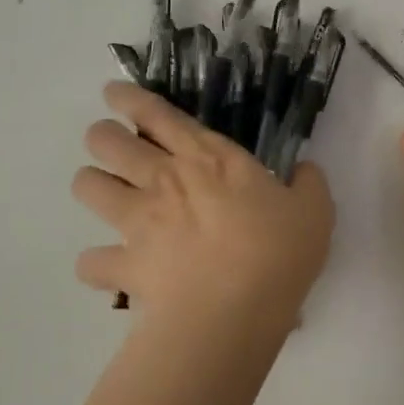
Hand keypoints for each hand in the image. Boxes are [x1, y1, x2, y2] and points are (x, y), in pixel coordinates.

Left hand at [73, 82, 334, 344]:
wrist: (235, 311)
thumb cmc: (277, 252)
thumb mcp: (315, 211)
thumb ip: (309, 183)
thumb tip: (305, 170)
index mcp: (208, 157)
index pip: (158, 113)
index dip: (130, 98)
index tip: (113, 93)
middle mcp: (163, 179)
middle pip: (108, 142)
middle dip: (102, 137)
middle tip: (112, 145)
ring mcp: (138, 221)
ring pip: (88, 186)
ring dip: (91, 185)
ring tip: (104, 193)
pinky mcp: (125, 265)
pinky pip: (90, 261)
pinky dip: (96, 264)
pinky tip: (108, 268)